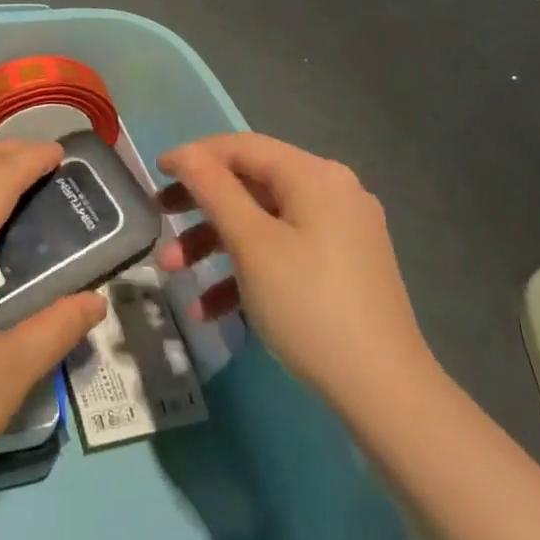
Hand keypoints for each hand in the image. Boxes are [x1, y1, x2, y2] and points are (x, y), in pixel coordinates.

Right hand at [156, 132, 436, 413]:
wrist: (385, 392)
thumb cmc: (309, 305)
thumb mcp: (252, 244)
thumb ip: (214, 189)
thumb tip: (185, 153)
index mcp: (315, 176)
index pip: (243, 147)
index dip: (195, 156)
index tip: (155, 174)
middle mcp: (332, 193)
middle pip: (251, 184)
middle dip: (200, 207)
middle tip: (159, 220)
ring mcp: (340, 233)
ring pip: (263, 223)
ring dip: (214, 244)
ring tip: (174, 273)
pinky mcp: (342, 269)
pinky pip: (283, 253)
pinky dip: (246, 271)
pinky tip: (210, 309)